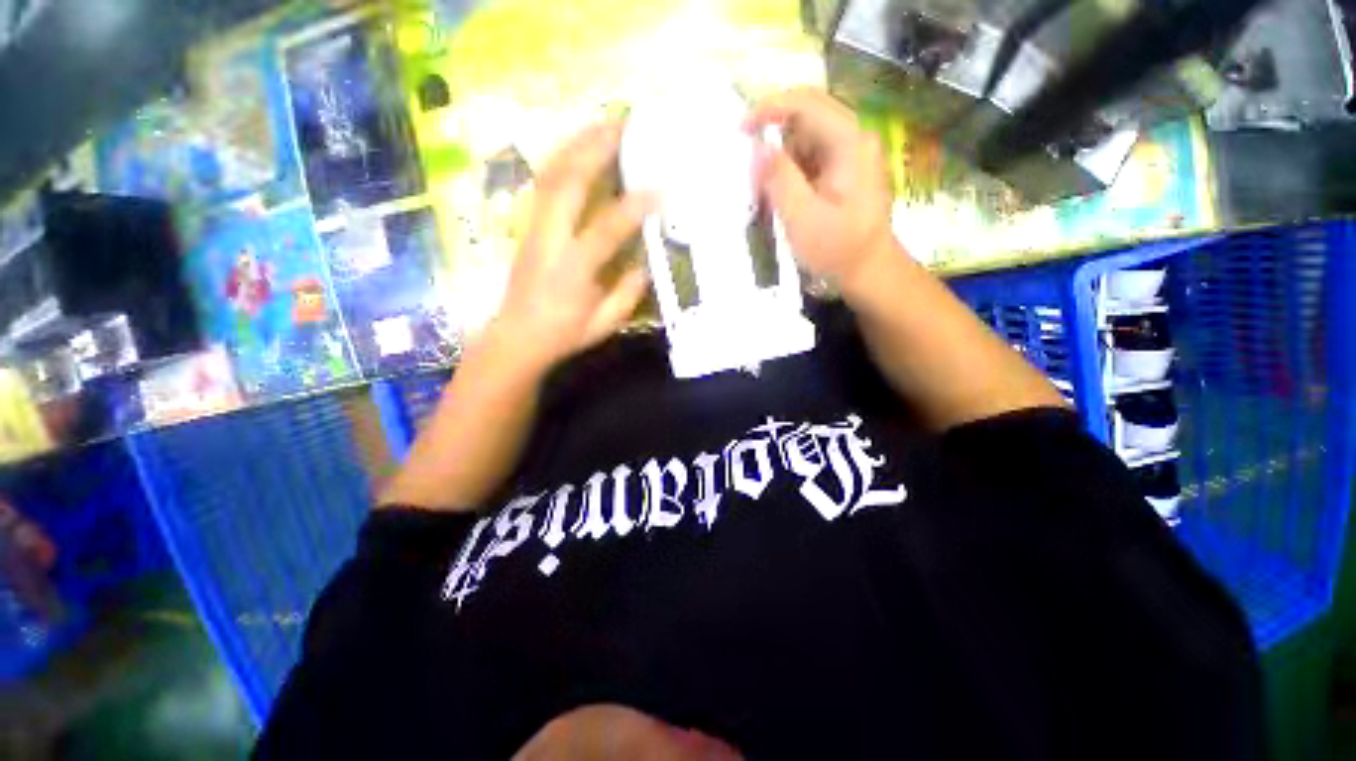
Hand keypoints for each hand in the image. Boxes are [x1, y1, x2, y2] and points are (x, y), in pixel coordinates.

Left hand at [490, 120, 653, 371]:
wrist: (517, 337)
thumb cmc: (563, 334)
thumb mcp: (604, 323)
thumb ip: (628, 292)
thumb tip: (647, 261)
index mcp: (573, 268)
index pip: (606, 229)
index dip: (634, 207)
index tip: (660, 192)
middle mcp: (550, 239)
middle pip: (568, 182)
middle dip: (596, 149)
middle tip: (624, 126)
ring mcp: (534, 227)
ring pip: (551, 174)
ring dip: (576, 145)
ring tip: (602, 126)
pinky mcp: (528, 225)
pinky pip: (544, 183)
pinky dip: (562, 159)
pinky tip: (579, 149)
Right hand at [745, 88, 895, 288]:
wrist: (869, 271)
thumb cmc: (837, 249)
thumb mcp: (802, 218)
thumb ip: (779, 179)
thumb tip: (759, 148)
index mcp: (849, 142)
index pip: (806, 103)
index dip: (770, 108)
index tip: (740, 130)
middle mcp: (854, 138)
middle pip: (806, 116)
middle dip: (773, 137)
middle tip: (752, 170)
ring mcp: (851, 153)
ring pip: (806, 138)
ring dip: (781, 158)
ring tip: (766, 193)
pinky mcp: (844, 170)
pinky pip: (810, 157)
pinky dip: (790, 171)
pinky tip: (782, 196)